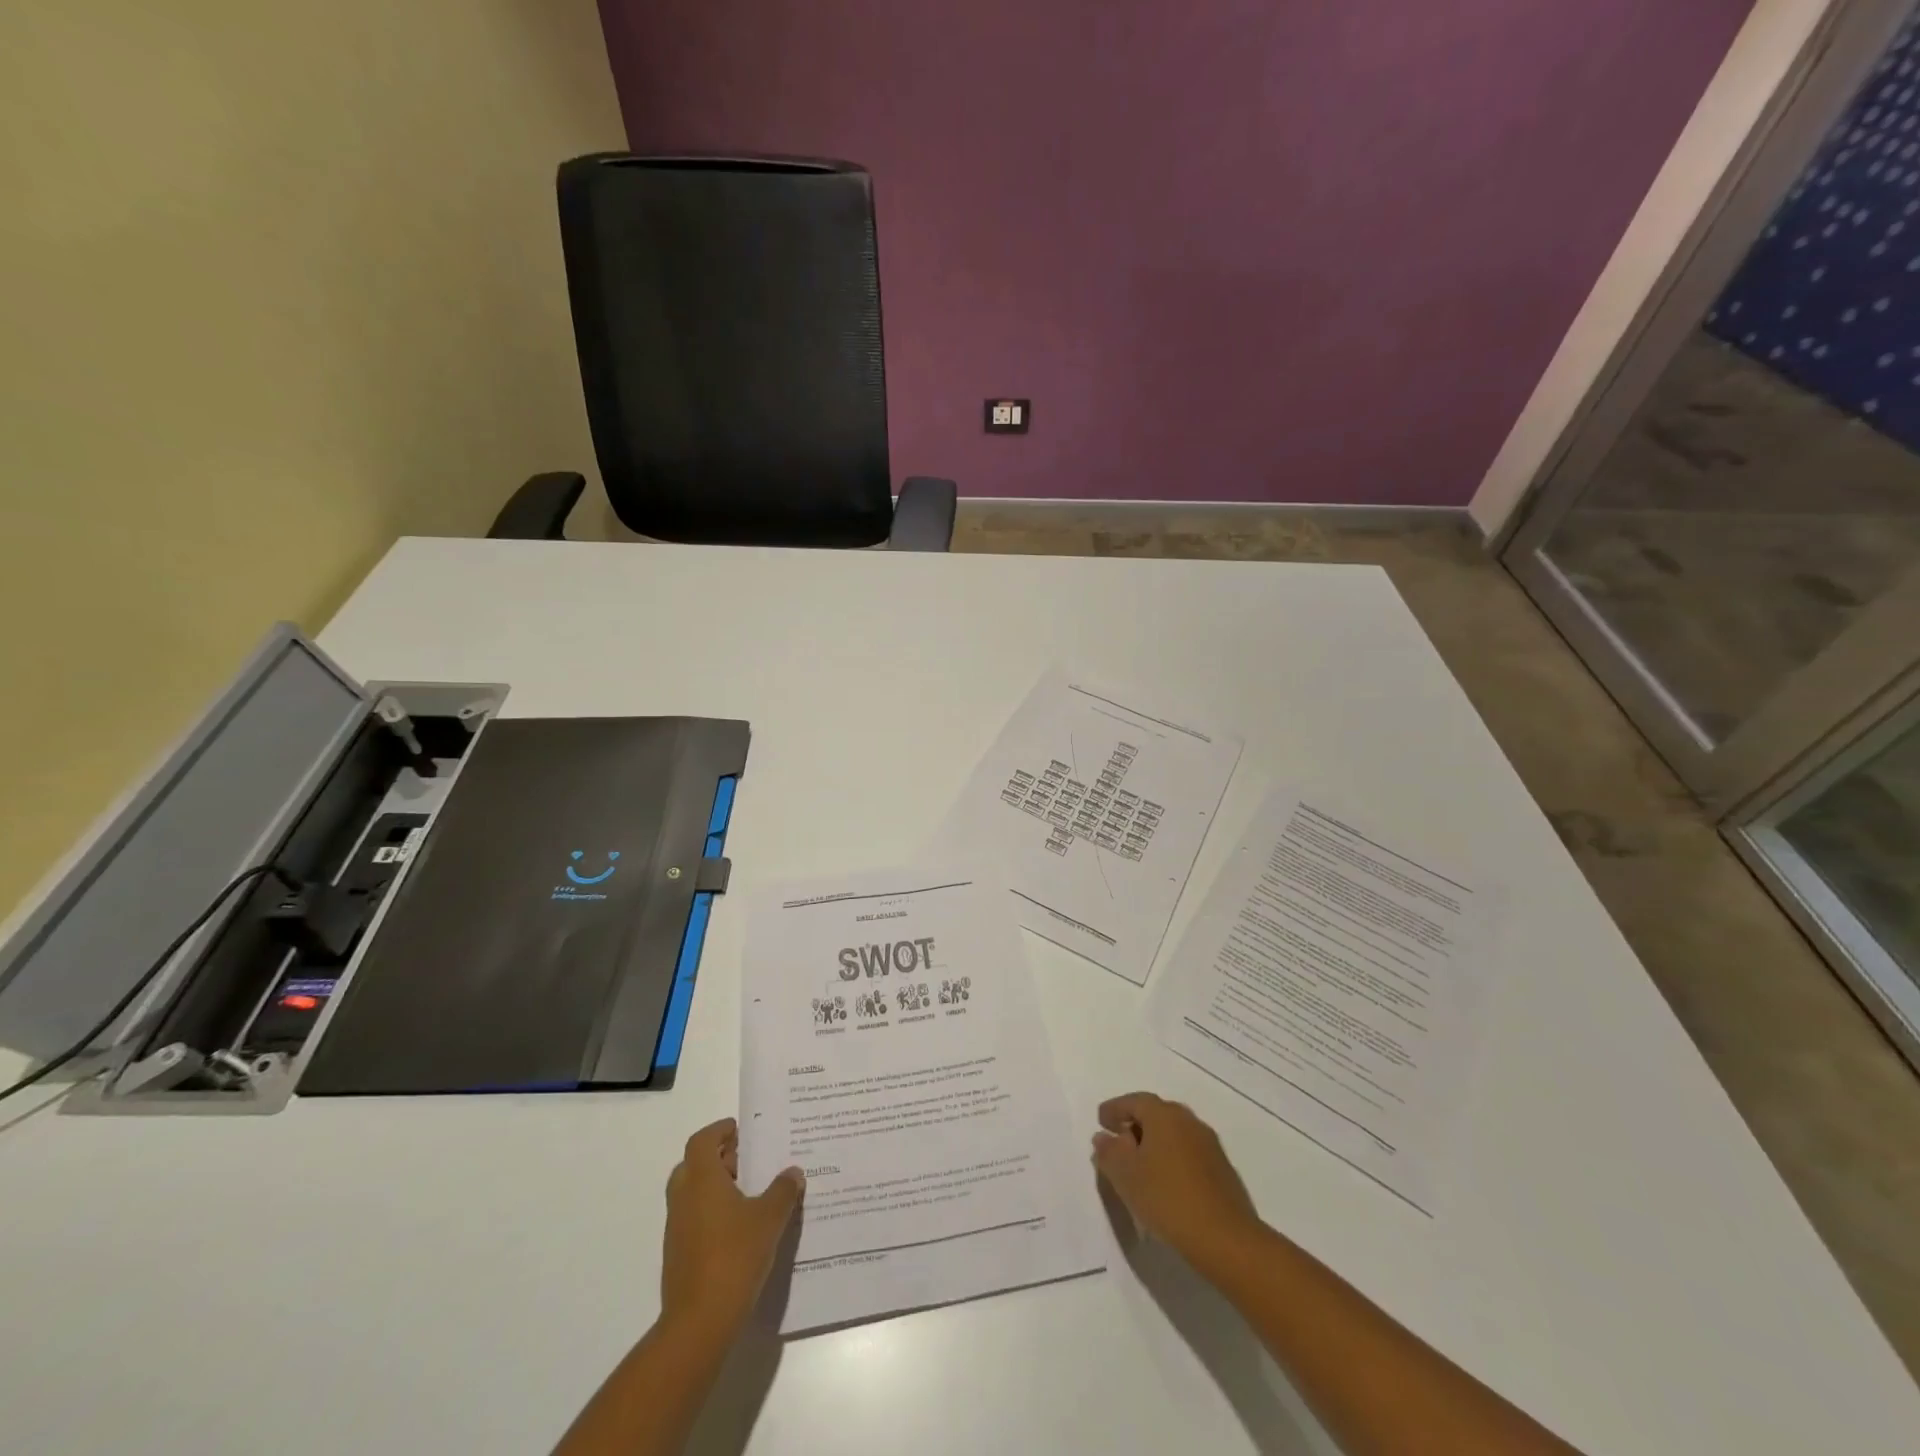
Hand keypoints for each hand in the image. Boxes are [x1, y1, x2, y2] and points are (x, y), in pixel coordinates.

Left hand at [661, 1119, 804, 1334]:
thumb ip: (783, 1190)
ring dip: (715, 1188)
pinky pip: (693, 1220)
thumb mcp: (769, 1218)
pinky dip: (711, 1213)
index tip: (742, 1131)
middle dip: (718, 1159)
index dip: (720, 1131)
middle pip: (693, 1165)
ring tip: (749, 1196)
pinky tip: (739, 1229)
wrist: (699, 1322)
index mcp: (701, 1180)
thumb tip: (793, 1172)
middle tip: (747, 1162)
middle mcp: (683, 1198)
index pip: (702, 1140)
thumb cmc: (735, 1256)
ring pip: (692, 1194)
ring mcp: (676, 1229)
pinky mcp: (677, 1255)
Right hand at [1092, 1092, 1265, 1276]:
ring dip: (1154, 1144)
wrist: (1226, 1239)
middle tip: (1119, 1143)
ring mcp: (1209, 1145)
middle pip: (1156, 1114)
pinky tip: (1165, 1184)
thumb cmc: (1167, 1199)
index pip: (1134, 1101)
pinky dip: (1172, 1160)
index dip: (1115, 1109)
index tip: (1101, 1121)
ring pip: (1174, 1135)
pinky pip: (1188, 1154)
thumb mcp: (1126, 1176)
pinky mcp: (1222, 1170)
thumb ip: (1109, 1152)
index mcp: (1164, 1115)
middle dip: (1135, 1125)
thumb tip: (1103, 1137)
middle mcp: (1188, 1121)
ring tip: (1140, 1167)